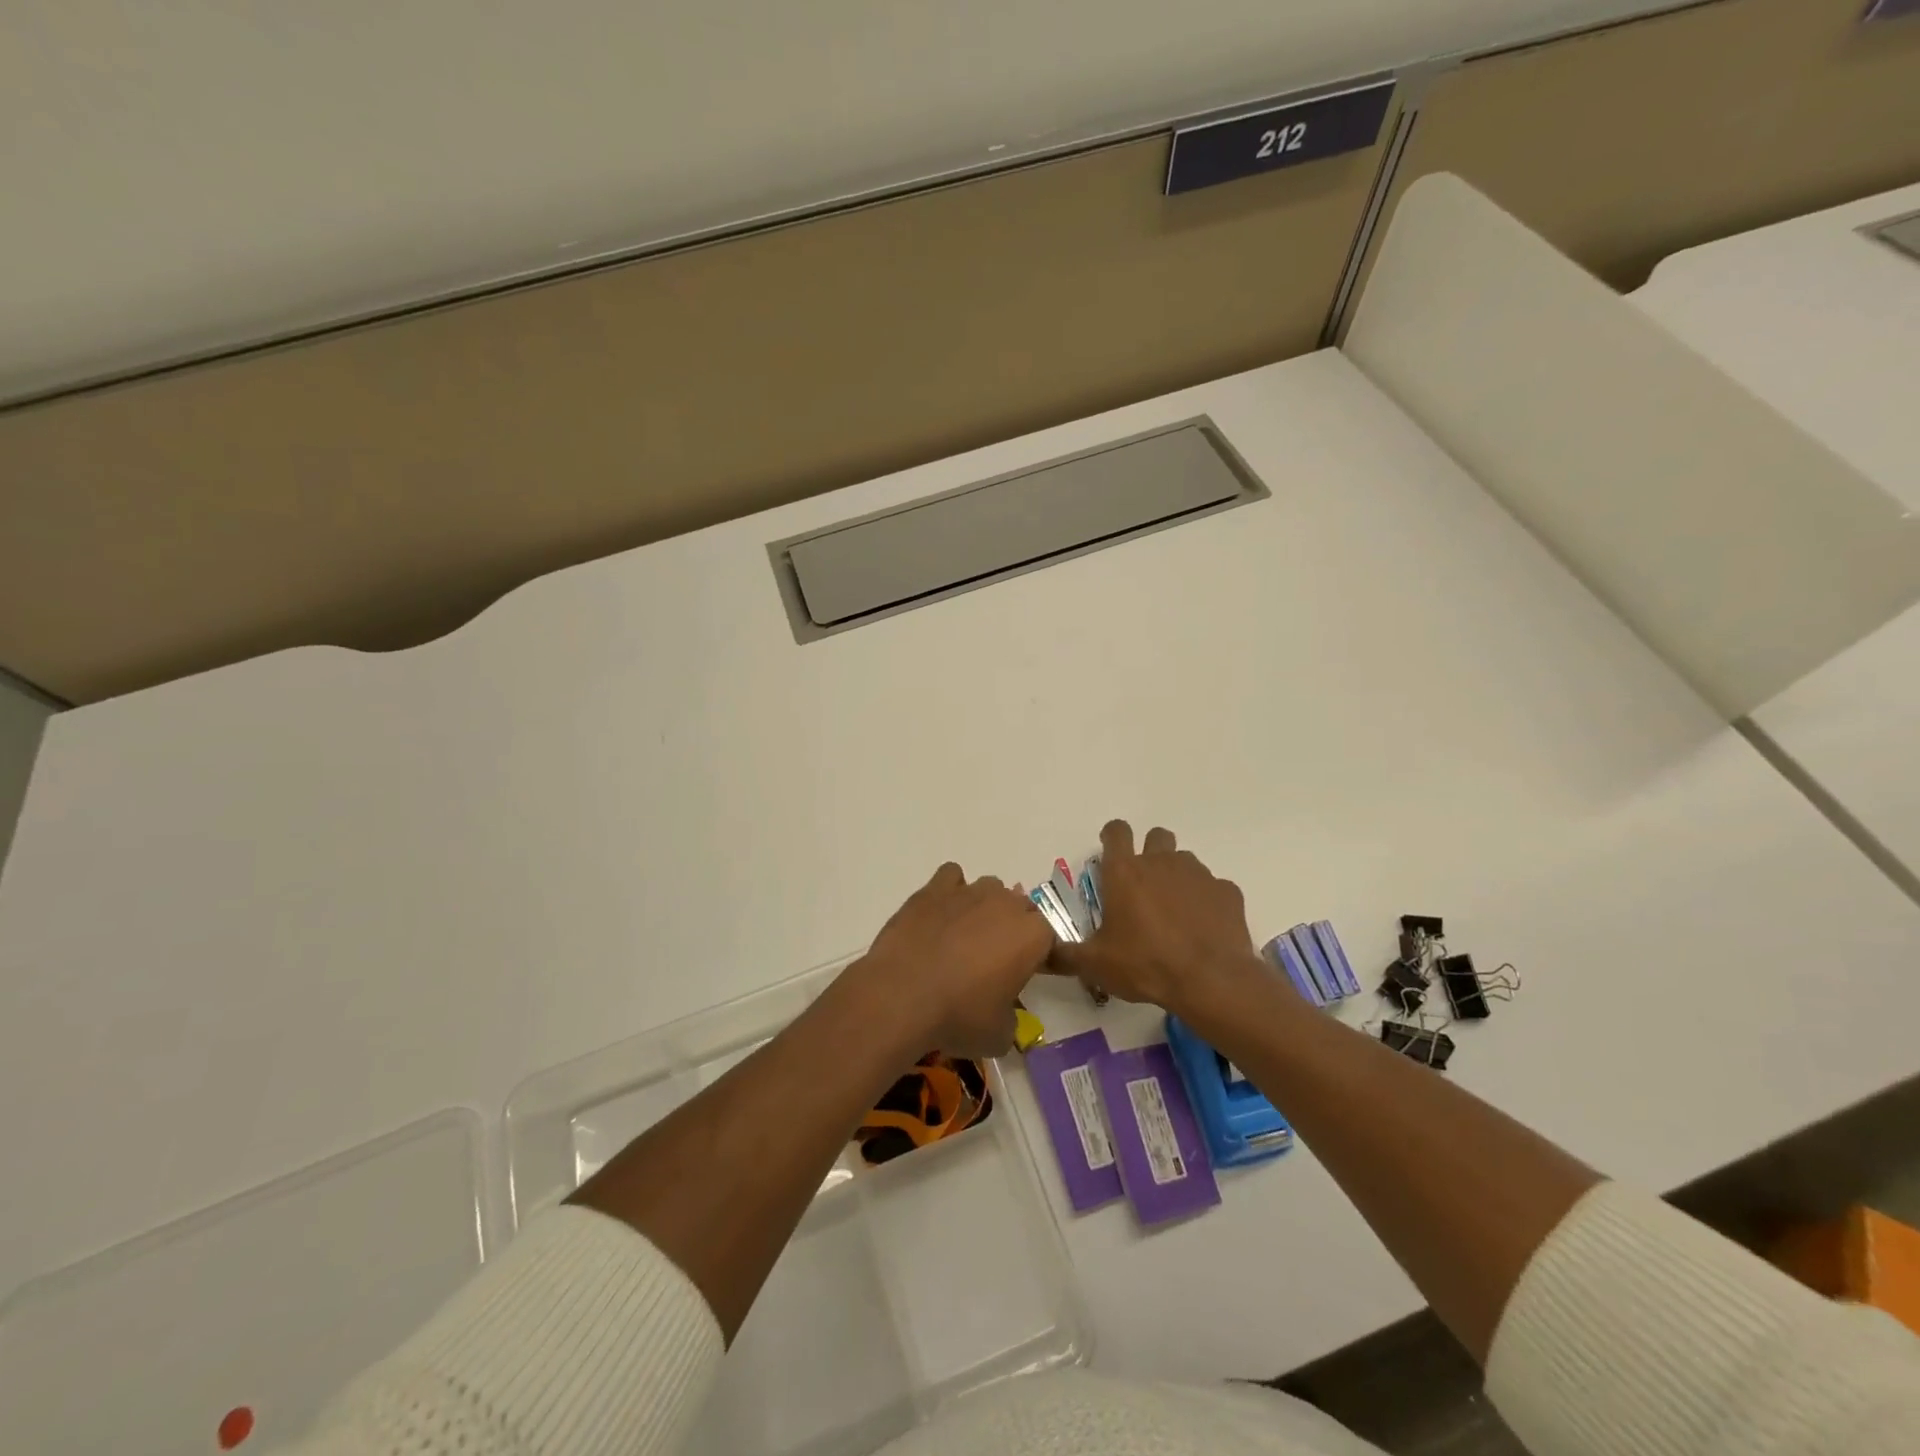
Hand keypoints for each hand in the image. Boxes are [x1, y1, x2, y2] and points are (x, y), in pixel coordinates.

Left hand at [847, 862, 1054, 1058]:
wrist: (901, 996)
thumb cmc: (958, 1017)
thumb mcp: (999, 1035)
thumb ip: (1011, 1017)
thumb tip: (1002, 1013)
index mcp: (1031, 936)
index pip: (1048, 938)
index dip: (1037, 956)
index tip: (1023, 975)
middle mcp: (1005, 904)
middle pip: (1021, 908)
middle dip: (1013, 929)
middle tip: (994, 960)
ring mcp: (968, 892)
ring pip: (989, 888)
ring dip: (985, 907)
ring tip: (964, 936)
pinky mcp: (933, 889)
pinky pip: (952, 877)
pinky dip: (951, 891)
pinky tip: (940, 914)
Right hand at [1051, 820, 1258, 1017]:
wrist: (1211, 981)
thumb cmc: (1145, 965)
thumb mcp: (1096, 964)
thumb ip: (1065, 954)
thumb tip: (1042, 951)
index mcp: (1125, 872)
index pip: (1116, 831)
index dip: (1112, 836)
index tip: (1110, 851)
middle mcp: (1161, 862)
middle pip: (1157, 836)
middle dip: (1150, 851)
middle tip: (1144, 885)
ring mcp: (1198, 875)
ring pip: (1185, 861)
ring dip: (1177, 877)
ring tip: (1174, 912)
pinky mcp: (1227, 892)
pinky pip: (1214, 888)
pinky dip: (1206, 902)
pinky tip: (1203, 929)